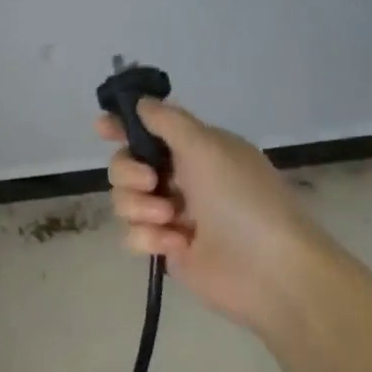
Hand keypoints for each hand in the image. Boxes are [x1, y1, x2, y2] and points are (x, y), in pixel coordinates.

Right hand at [98, 99, 332, 332]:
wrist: (268, 269)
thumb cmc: (241, 198)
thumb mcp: (206, 146)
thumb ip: (167, 121)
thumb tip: (140, 102)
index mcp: (196, 149)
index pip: (150, 129)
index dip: (122, 126)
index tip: (102, 128)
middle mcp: (181, 178)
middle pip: (125, 165)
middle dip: (129, 173)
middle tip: (151, 184)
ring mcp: (172, 215)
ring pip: (124, 201)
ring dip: (140, 208)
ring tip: (170, 221)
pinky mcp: (166, 248)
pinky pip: (133, 235)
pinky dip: (149, 239)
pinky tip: (176, 246)